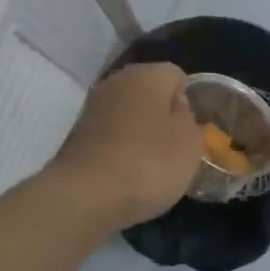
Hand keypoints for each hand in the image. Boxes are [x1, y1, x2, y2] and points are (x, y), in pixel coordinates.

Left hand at [49, 62, 204, 228]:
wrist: (85, 196)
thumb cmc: (149, 163)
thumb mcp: (190, 143)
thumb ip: (188, 118)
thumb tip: (175, 108)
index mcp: (147, 74)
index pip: (176, 76)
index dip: (189, 101)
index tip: (192, 130)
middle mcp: (117, 81)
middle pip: (150, 92)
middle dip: (163, 116)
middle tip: (175, 148)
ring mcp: (93, 107)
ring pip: (128, 113)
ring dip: (140, 133)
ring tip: (152, 166)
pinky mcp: (76, 134)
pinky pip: (111, 134)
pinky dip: (120, 148)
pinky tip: (128, 173)